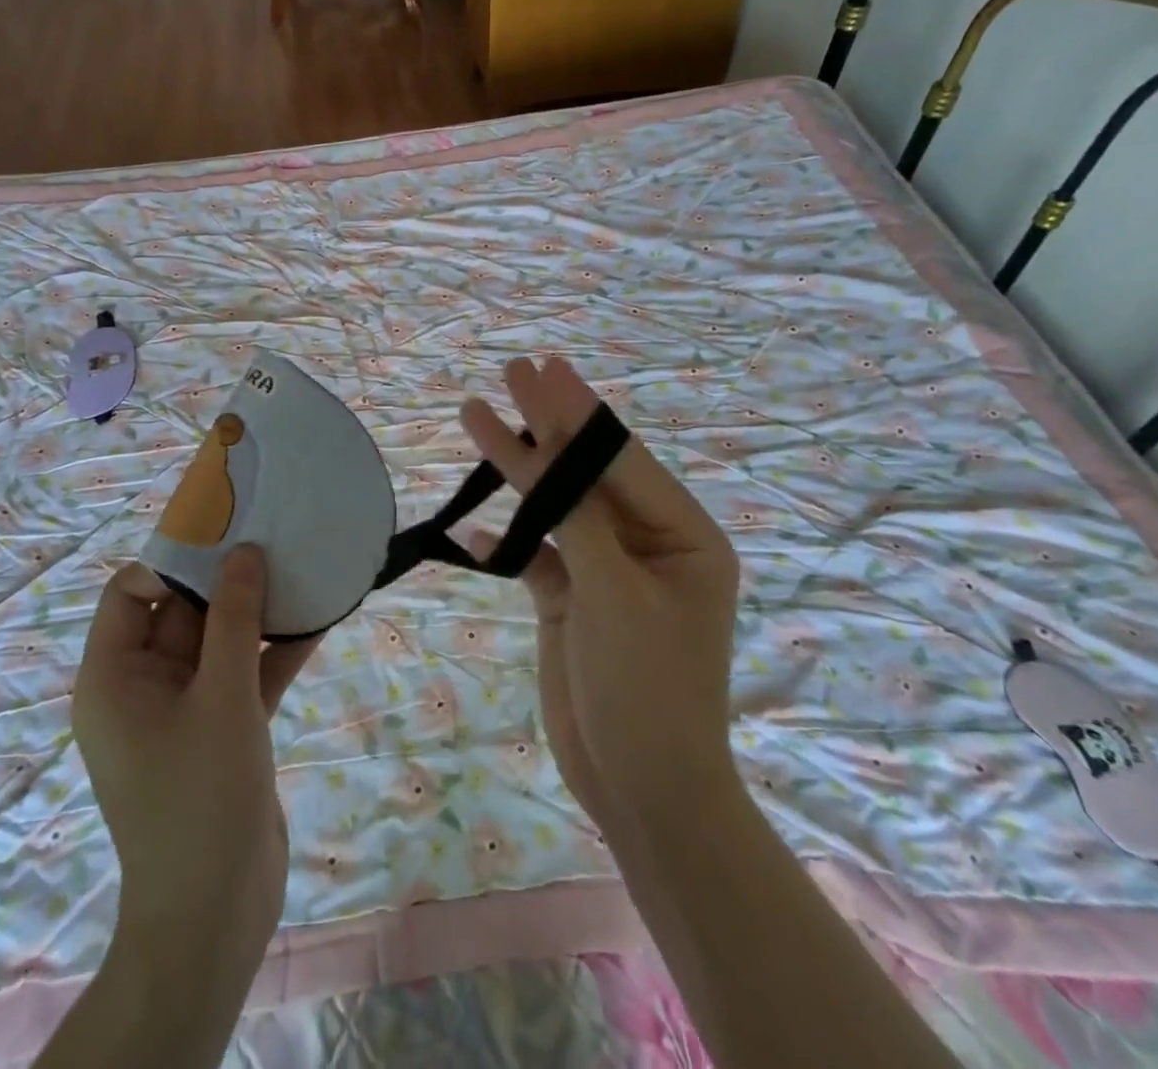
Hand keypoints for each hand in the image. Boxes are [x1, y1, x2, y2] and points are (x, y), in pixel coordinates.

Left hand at [71, 547, 319, 962]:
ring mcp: (185, 708)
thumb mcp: (221, 696)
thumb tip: (244, 552)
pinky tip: (320, 621)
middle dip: (228, 580)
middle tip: (276, 539)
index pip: (131, 592)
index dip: (174, 561)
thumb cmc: (201, 796)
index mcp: (115, 675)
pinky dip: (274, 651)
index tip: (227, 539)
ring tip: (304, 570)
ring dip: (259, 613)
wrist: (217, 914)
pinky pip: (245, 674)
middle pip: (183, 611)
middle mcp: (143, 685)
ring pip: (220, 641)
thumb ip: (234, 618)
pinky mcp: (221, 729)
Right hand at [460, 357, 741, 854]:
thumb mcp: (616, 593)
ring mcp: (605, 571)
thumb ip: (580, 516)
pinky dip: (507, 540)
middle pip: (587, 472)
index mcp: (681, 534)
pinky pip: (536, 554)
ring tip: (479, 416)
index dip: (576, 413)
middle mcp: (646, 542)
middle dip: (548, 424)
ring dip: (519, 470)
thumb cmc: (646, 688)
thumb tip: (552, 449)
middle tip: (514, 369)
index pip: (618, 459)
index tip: (542, 369)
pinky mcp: (572, 600)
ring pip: (556, 506)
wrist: (641, 789)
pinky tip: (476, 529)